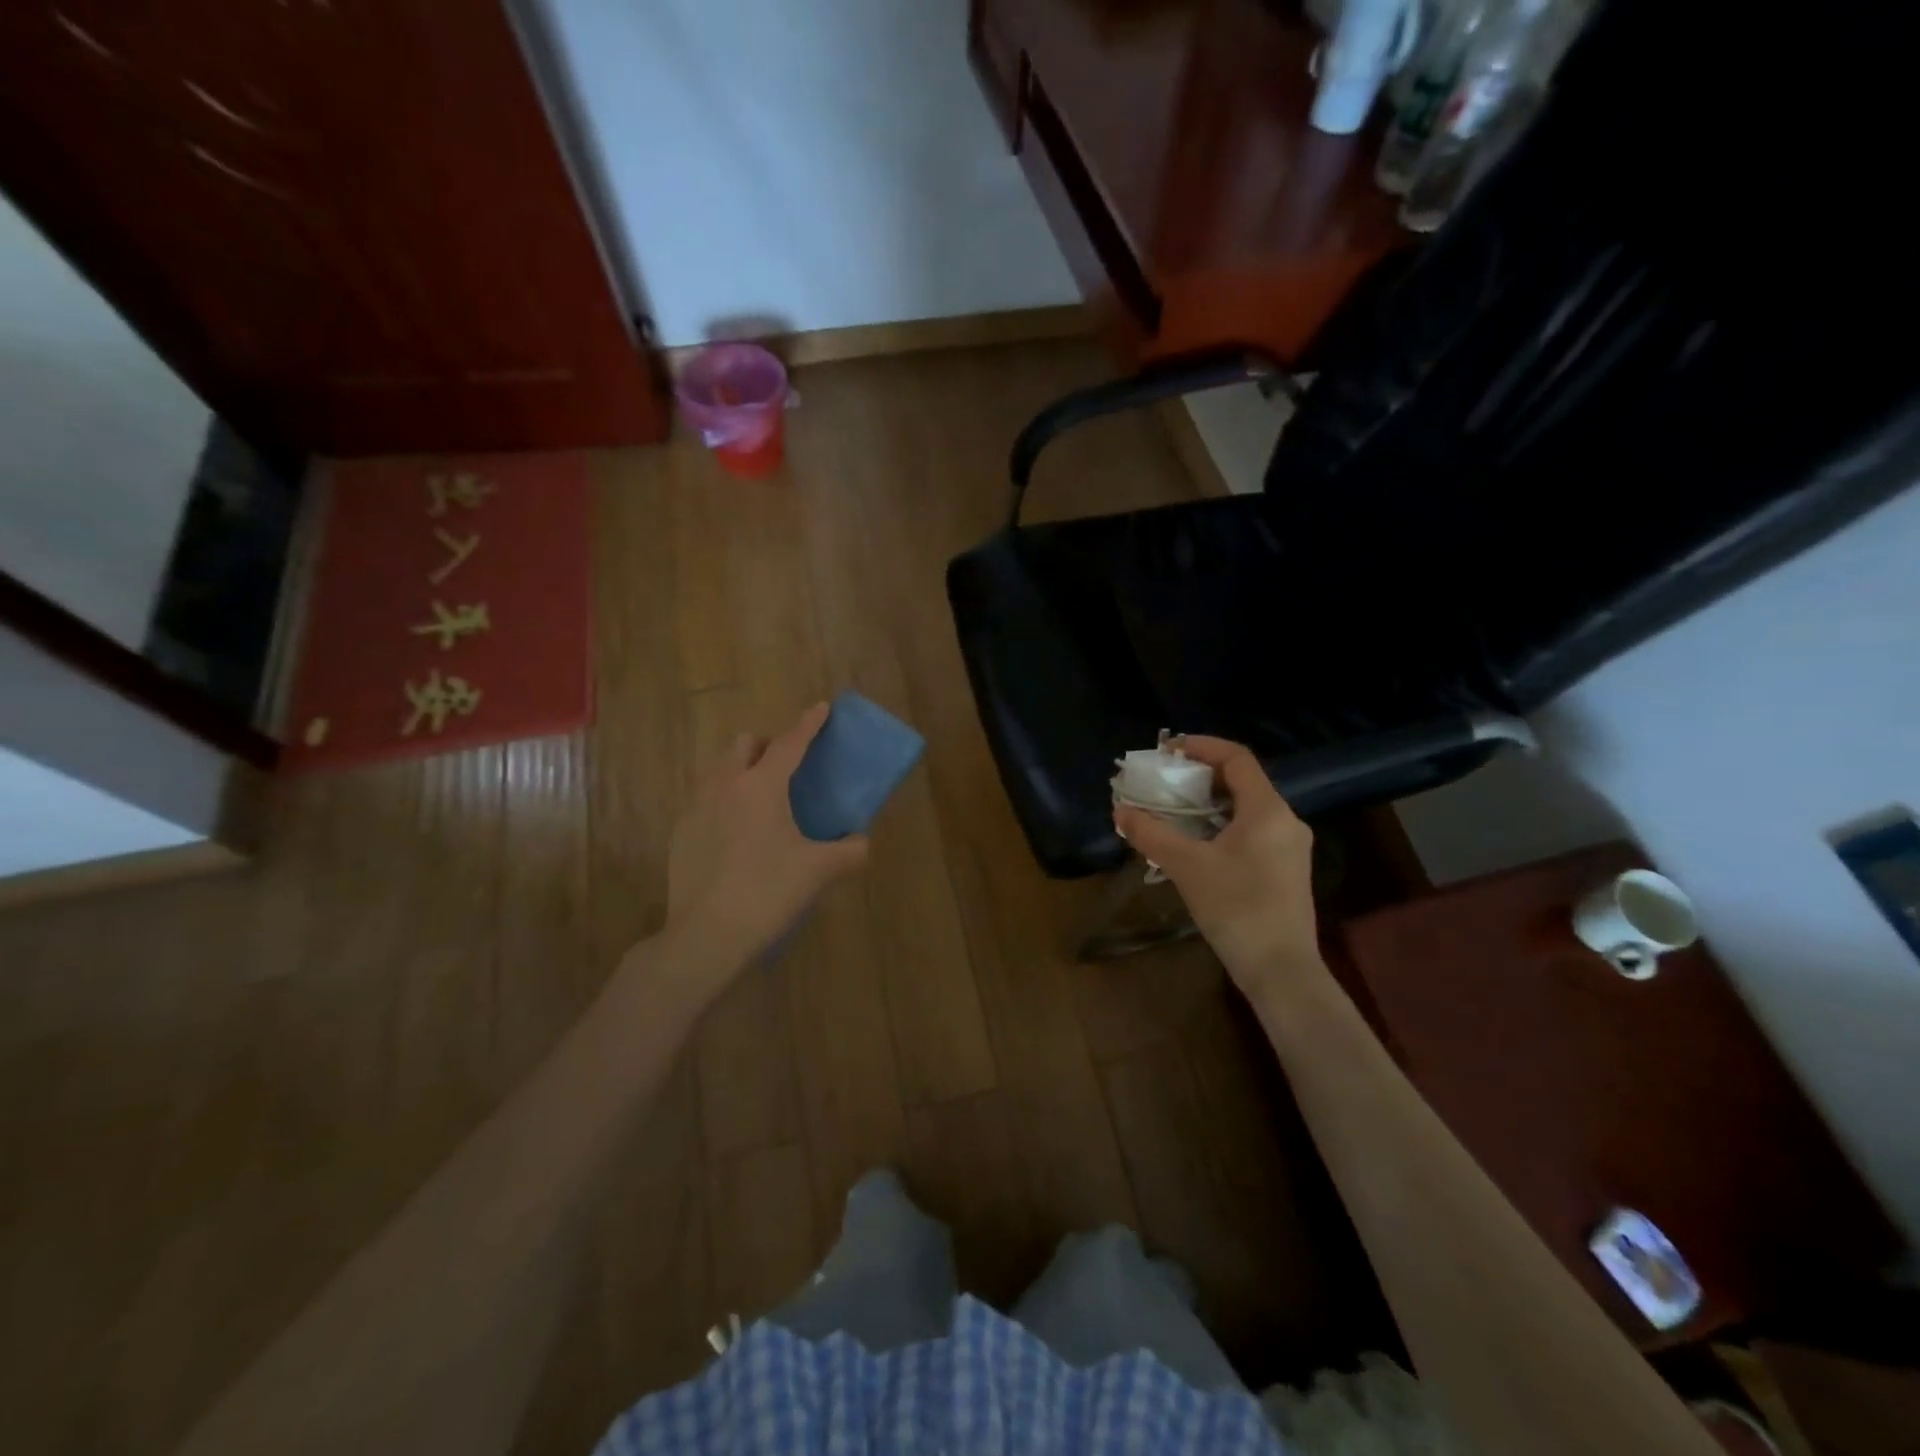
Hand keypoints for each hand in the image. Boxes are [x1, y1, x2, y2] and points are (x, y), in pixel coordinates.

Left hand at [662, 702, 869, 986]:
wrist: (705, 936)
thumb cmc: (767, 893)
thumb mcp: (819, 871)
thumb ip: (849, 851)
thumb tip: (861, 842)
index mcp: (761, 786)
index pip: (790, 743)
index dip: (809, 724)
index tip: (821, 707)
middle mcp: (724, 786)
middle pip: (743, 744)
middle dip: (766, 745)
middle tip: (786, 768)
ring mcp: (696, 808)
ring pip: (718, 770)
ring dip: (740, 770)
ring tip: (760, 800)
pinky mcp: (680, 833)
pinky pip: (704, 800)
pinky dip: (723, 802)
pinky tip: (735, 835)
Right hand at [1113, 736, 1321, 991]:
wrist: (1281, 971)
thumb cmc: (1236, 908)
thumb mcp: (1187, 866)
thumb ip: (1152, 834)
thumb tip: (1121, 811)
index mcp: (1267, 810)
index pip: (1237, 758)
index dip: (1202, 747)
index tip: (1168, 751)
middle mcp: (1285, 820)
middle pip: (1242, 782)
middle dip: (1200, 777)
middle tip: (1164, 781)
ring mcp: (1289, 847)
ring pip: (1246, 809)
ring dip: (1209, 803)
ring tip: (1173, 811)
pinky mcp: (1285, 870)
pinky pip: (1251, 831)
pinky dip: (1221, 826)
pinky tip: (1196, 844)